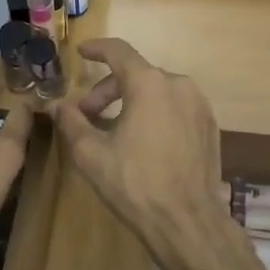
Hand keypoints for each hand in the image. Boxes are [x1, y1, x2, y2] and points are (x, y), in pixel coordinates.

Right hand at [54, 40, 226, 268]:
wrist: (187, 221)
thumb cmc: (135, 183)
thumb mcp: (91, 154)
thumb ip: (72, 123)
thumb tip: (60, 106)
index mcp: (150, 83)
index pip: (119, 51)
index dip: (97, 48)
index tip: (81, 52)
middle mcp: (179, 84)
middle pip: (136, 75)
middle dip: (107, 91)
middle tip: (87, 117)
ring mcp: (199, 105)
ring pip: (157, 91)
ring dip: (132, 103)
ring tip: (114, 131)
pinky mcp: (210, 126)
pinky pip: (176, 108)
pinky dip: (155, 114)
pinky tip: (144, 143)